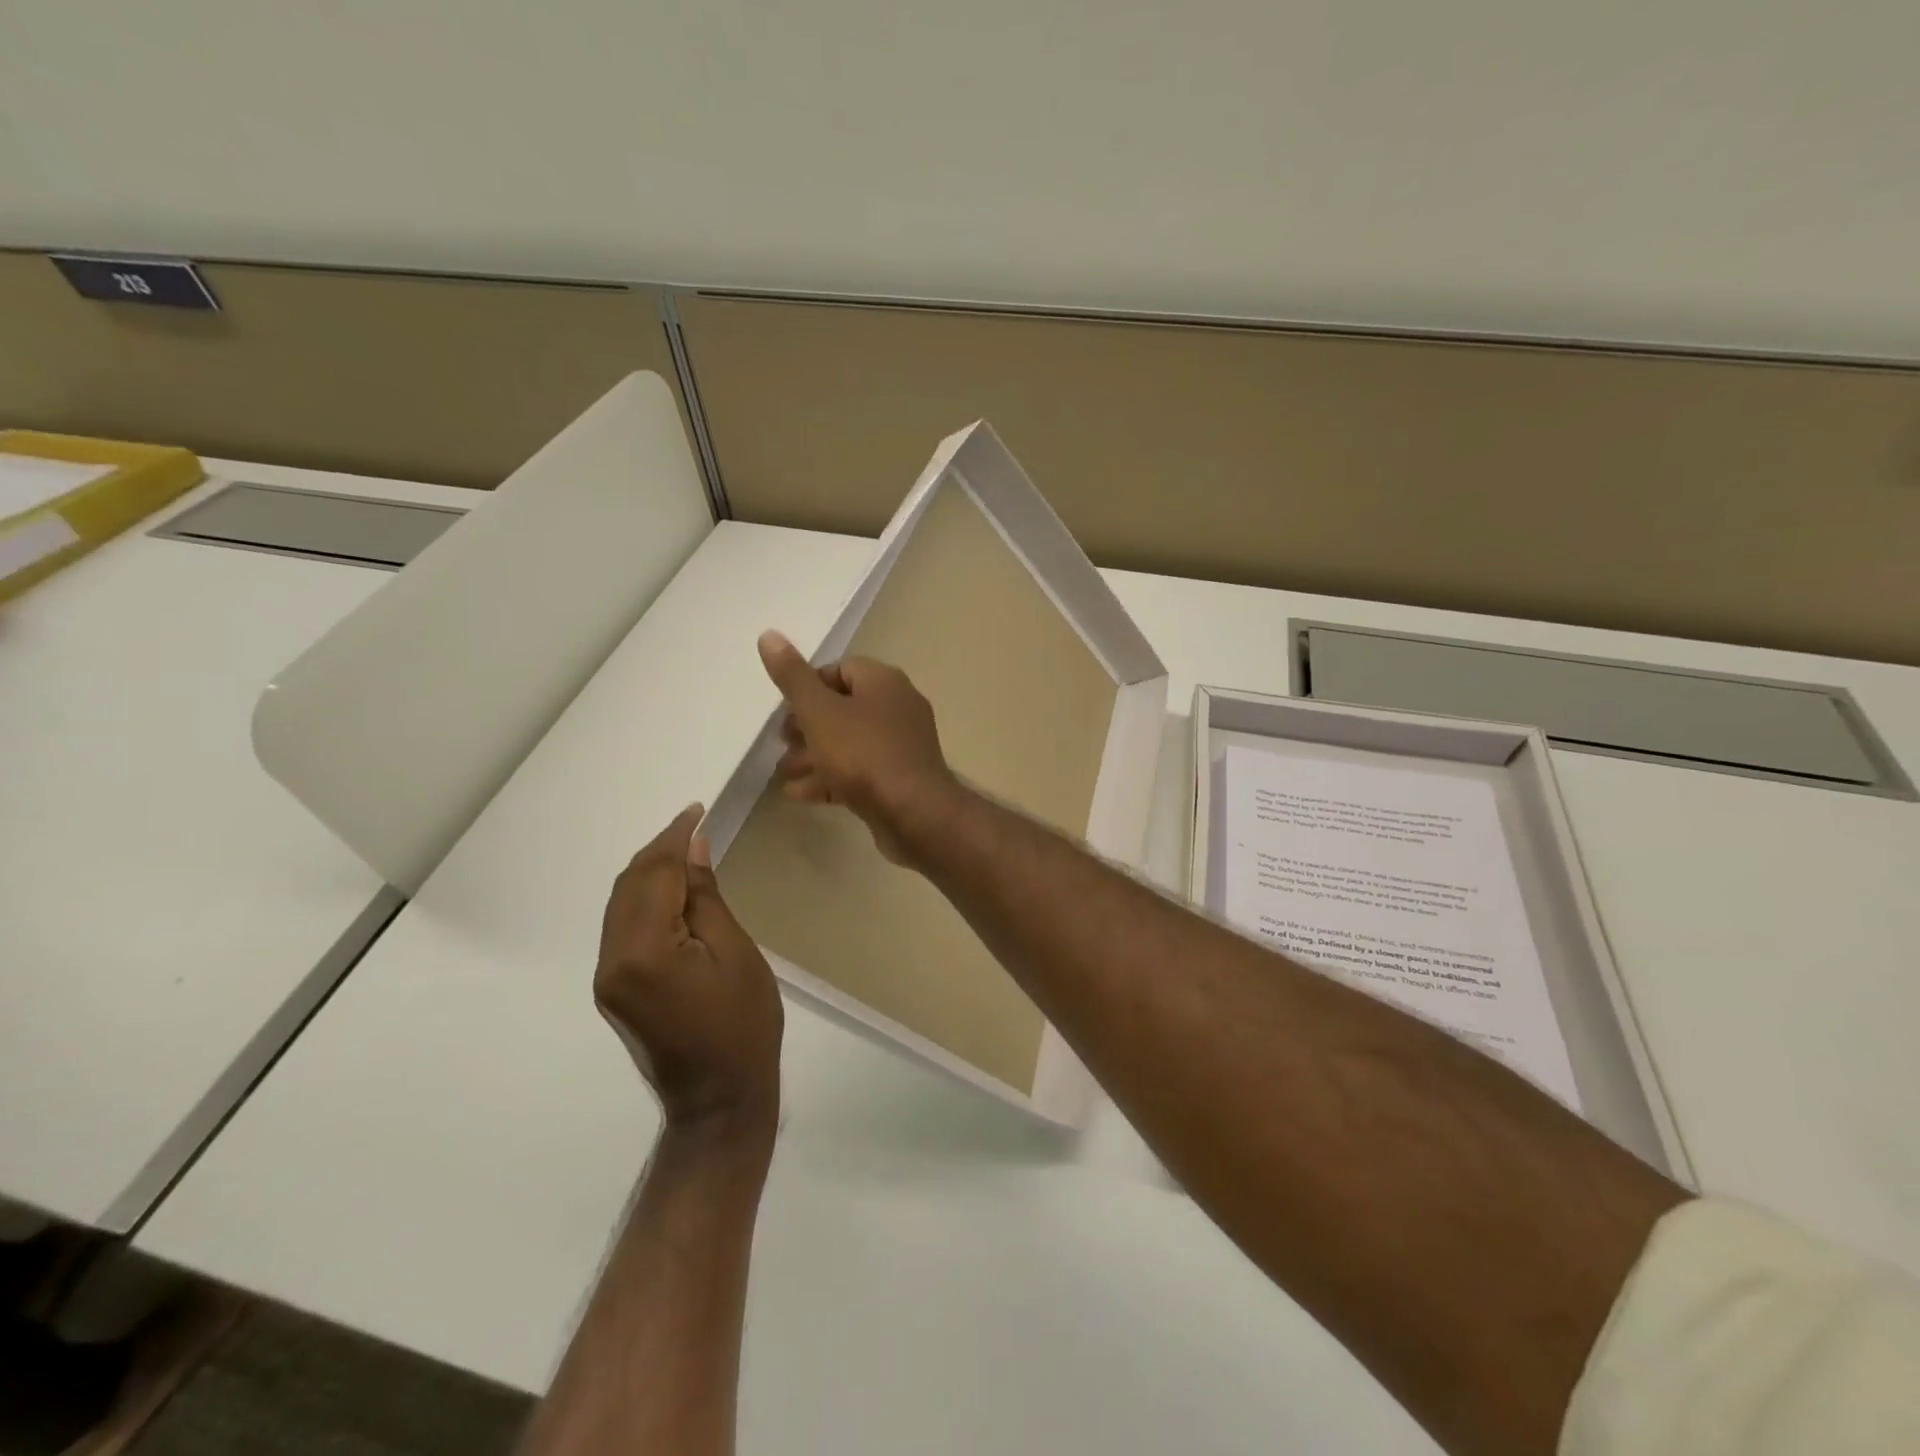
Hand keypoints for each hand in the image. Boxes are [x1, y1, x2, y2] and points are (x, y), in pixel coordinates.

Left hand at [594, 805, 782, 1143]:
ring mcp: (608, 978)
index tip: (696, 810)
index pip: (653, 875)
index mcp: (645, 952)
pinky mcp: (614, 989)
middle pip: (628, 885)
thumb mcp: (736, 954)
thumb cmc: (743, 1025)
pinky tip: (670, 891)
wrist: (719, 1099)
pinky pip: (623, 927)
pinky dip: (644, 899)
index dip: (674, 837)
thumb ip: (706, 898)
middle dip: (658, 850)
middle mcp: (613, 961)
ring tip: (685, 851)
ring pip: (621, 904)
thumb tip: (693, 849)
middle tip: (694, 826)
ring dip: (649, 872)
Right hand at [757, 630, 960, 865]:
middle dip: (807, 725)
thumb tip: (769, 635)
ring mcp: (903, 744)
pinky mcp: (901, 777)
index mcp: (884, 682)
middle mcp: (898, 706)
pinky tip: (800, 795)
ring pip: (850, 742)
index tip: (785, 710)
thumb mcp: (819, 712)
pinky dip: (831, 778)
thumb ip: (793, 678)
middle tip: (781, 743)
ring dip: (814, 755)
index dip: (808, 686)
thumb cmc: (863, 754)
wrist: (914, 813)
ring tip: (783, 772)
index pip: (841, 669)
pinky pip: (861, 770)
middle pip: (844, 707)